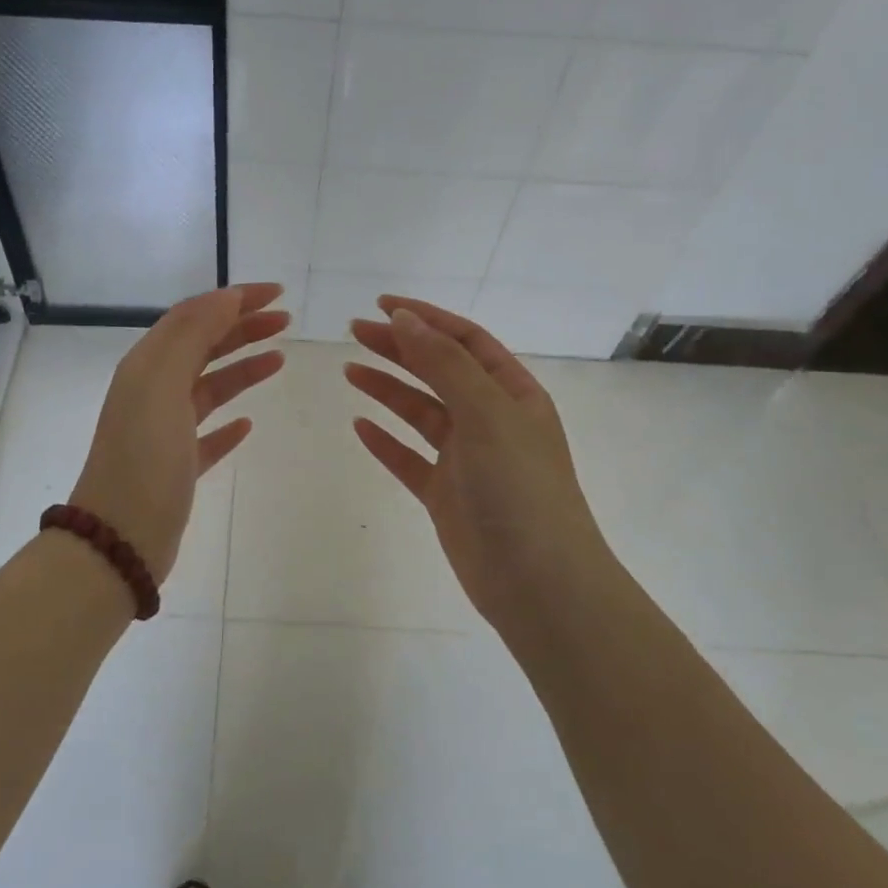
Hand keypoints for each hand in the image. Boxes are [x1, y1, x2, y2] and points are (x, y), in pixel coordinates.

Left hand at [70, 283, 287, 582]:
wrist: (120, 538)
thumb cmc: (145, 457)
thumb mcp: (163, 385)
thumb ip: (193, 336)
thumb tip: (226, 297)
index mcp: (147, 366)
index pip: (193, 316)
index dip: (234, 300)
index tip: (277, 294)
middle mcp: (152, 392)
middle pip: (202, 347)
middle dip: (242, 328)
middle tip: (285, 321)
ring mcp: (164, 431)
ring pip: (208, 387)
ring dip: (242, 368)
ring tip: (279, 359)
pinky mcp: (177, 467)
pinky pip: (207, 434)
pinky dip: (228, 423)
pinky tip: (249, 424)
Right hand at [345, 297, 609, 627]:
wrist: (537, 581)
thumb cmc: (519, 487)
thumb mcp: (486, 413)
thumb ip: (444, 363)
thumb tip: (404, 318)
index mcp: (512, 394)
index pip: (466, 341)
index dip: (426, 318)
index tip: (382, 306)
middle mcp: (491, 420)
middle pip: (439, 371)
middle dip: (400, 348)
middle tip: (354, 333)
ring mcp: (467, 459)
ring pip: (421, 413)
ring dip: (388, 389)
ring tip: (350, 370)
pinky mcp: (446, 495)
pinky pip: (410, 459)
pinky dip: (386, 441)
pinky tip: (360, 426)